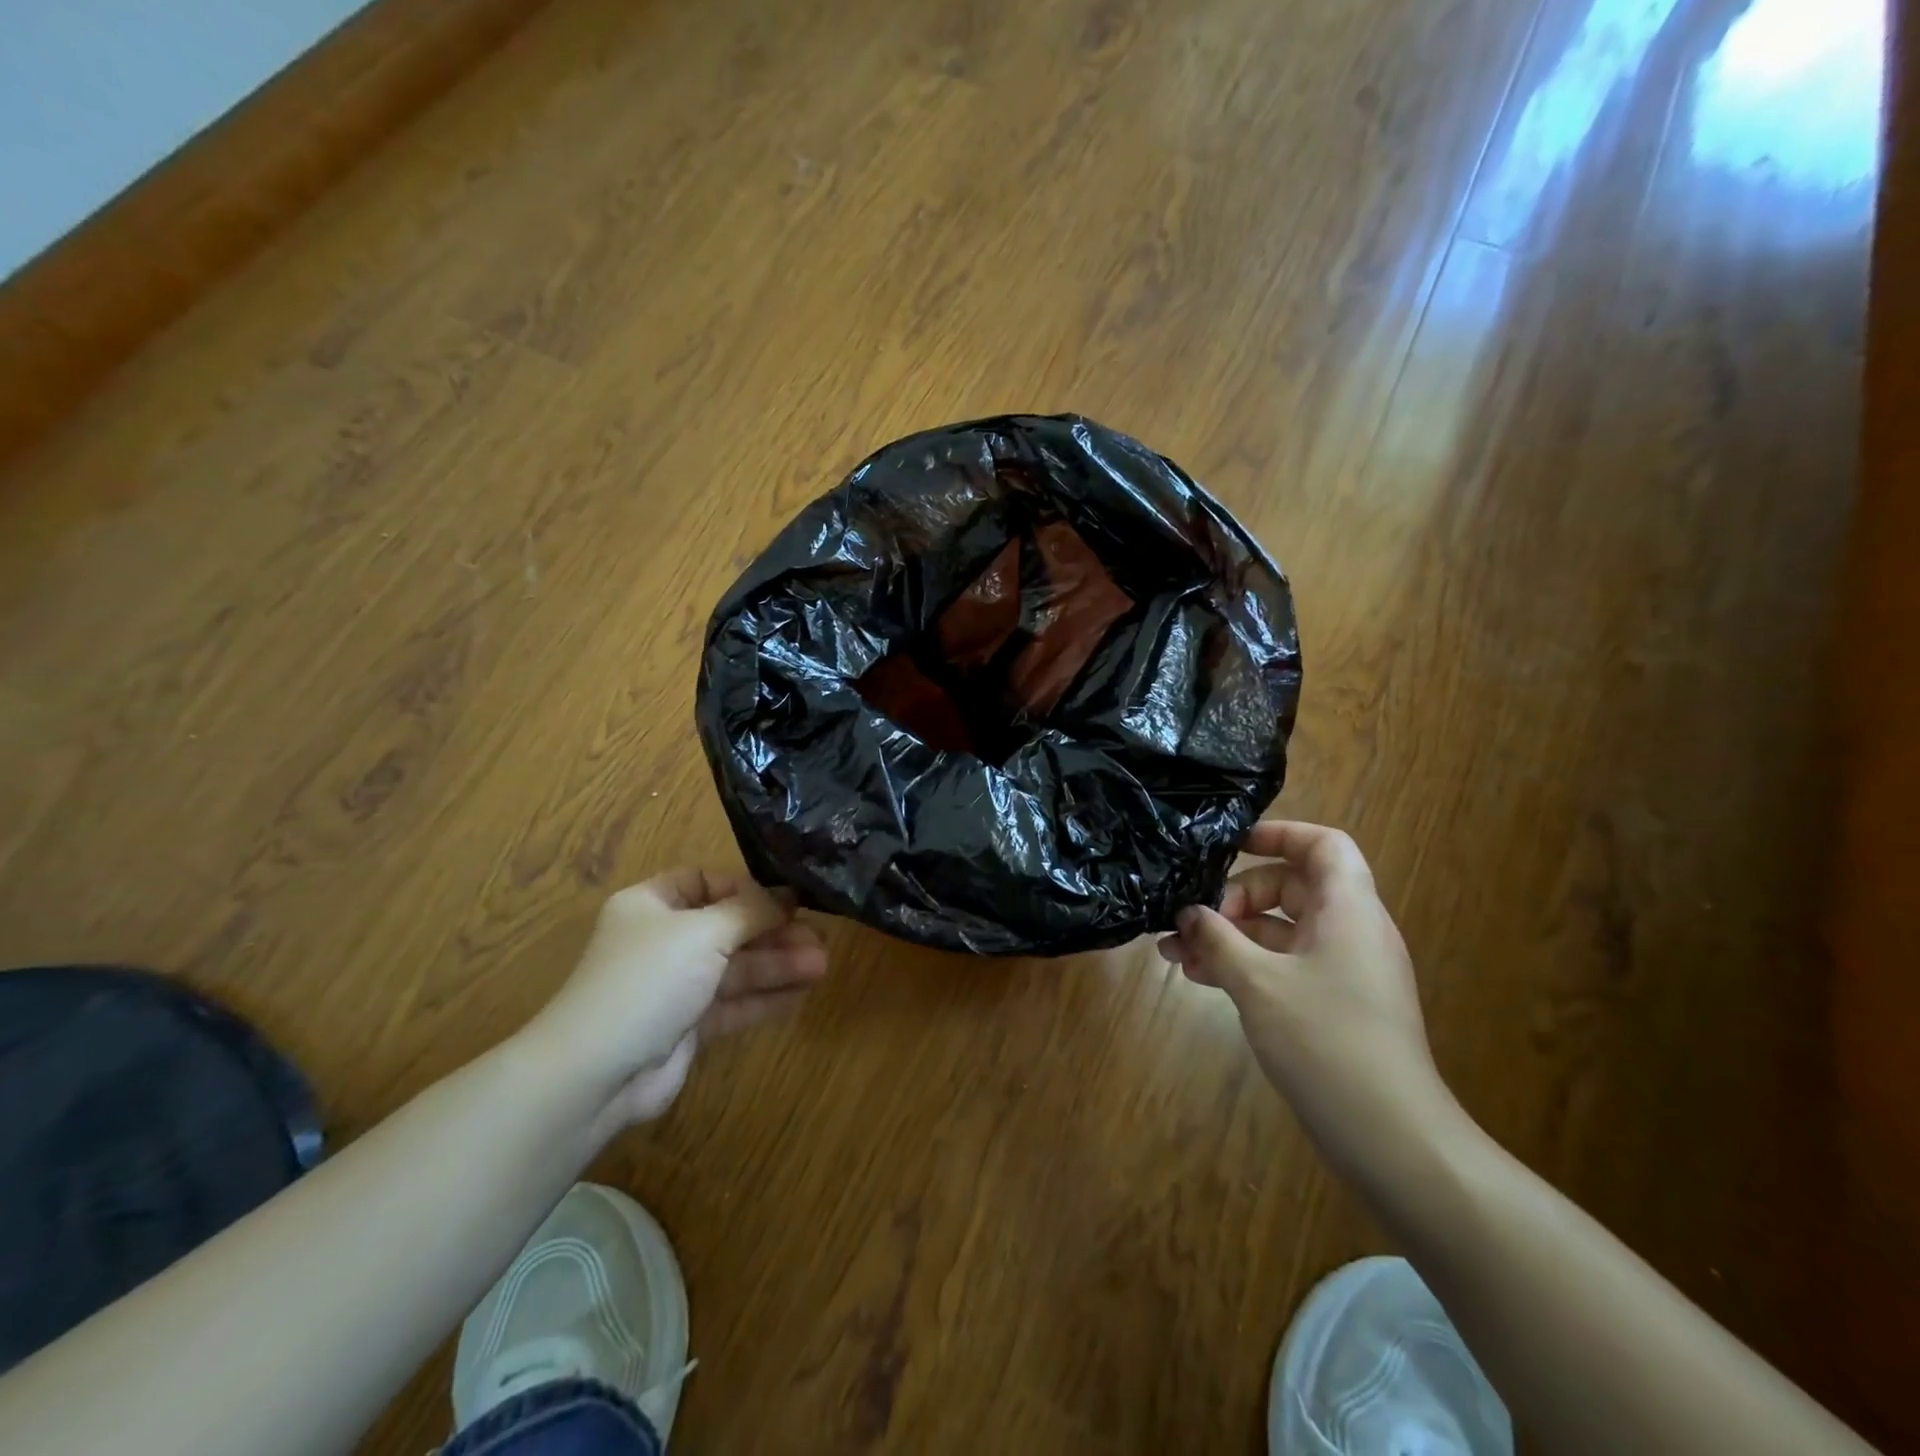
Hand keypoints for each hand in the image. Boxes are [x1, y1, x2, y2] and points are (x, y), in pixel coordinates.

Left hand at [525, 868, 827, 1128]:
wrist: (597, 1074)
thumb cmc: (648, 980)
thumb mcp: (703, 931)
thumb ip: (750, 910)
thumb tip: (786, 895)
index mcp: (653, 905)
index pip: (705, 882)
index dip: (745, 888)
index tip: (786, 898)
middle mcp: (664, 941)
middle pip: (729, 927)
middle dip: (775, 931)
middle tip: (820, 936)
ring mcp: (676, 985)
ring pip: (736, 967)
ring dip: (778, 964)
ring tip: (822, 964)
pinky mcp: (688, 1025)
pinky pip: (734, 1003)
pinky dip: (766, 997)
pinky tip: (803, 992)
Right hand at [1158, 820, 1464, 1179]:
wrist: (1393, 1139)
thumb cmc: (1327, 1042)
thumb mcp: (1259, 984)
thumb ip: (1218, 940)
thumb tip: (1188, 913)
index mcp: (1348, 910)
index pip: (1323, 845)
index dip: (1279, 834)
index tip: (1228, 847)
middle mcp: (1351, 931)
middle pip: (1291, 886)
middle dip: (1235, 897)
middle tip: (1195, 921)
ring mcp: (1343, 970)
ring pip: (1280, 931)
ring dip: (1230, 936)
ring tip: (1176, 952)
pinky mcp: (1333, 1004)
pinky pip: (1284, 965)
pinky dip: (1246, 964)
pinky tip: (1201, 978)